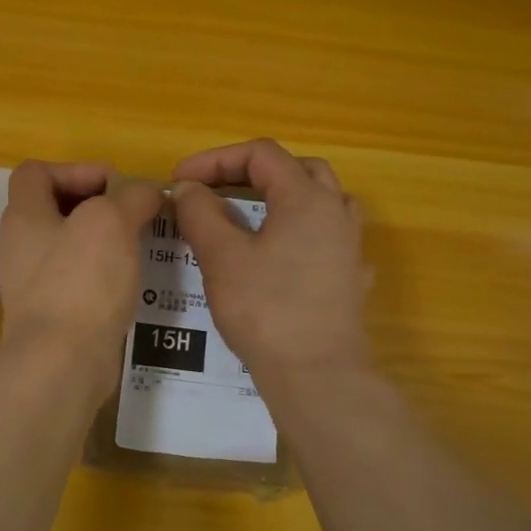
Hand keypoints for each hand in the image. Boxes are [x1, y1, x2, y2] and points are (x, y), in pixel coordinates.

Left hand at [0, 161, 161, 384]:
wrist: (62, 363)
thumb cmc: (81, 282)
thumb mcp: (112, 222)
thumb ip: (132, 196)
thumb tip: (147, 192)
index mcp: (24, 216)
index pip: (36, 172)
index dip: (76, 169)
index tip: (114, 187)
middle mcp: (21, 246)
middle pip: (55, 208)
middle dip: (97, 205)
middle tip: (134, 215)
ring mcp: (33, 283)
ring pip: (70, 245)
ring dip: (105, 241)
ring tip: (141, 245)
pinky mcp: (51, 314)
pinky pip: (78, 280)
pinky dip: (104, 274)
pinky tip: (132, 282)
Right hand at [170, 139, 368, 389]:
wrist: (317, 375)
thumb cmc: (266, 310)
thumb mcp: (222, 257)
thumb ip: (201, 213)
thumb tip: (188, 189)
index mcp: (306, 198)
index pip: (261, 155)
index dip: (215, 159)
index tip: (180, 179)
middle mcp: (335, 212)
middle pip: (296, 169)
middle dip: (250, 172)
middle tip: (214, 190)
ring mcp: (349, 246)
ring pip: (318, 200)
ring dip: (280, 197)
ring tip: (247, 214)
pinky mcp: (350, 277)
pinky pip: (324, 235)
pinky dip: (296, 230)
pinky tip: (277, 254)